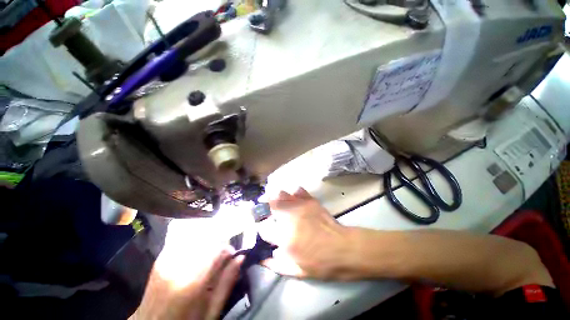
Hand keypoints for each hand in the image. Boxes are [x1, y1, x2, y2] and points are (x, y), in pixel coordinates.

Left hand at [131, 206, 251, 319]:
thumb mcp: (211, 311)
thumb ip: (226, 283)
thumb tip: (241, 257)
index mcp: (191, 282)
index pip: (216, 249)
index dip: (227, 248)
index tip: (232, 254)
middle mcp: (178, 265)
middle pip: (206, 238)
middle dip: (219, 240)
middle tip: (223, 251)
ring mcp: (167, 259)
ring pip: (195, 235)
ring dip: (208, 237)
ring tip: (211, 249)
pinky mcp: (162, 257)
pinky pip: (184, 238)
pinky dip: (196, 238)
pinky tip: (199, 246)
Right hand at [258, 188, 353, 279]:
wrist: (343, 249)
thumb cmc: (320, 264)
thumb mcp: (296, 271)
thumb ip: (276, 264)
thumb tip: (262, 258)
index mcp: (284, 237)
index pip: (263, 228)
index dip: (260, 228)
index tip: (262, 229)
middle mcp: (289, 218)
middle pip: (270, 204)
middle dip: (263, 205)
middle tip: (263, 208)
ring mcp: (301, 206)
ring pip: (281, 194)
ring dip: (276, 197)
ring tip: (276, 201)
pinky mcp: (311, 201)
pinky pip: (298, 191)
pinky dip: (293, 193)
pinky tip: (293, 197)